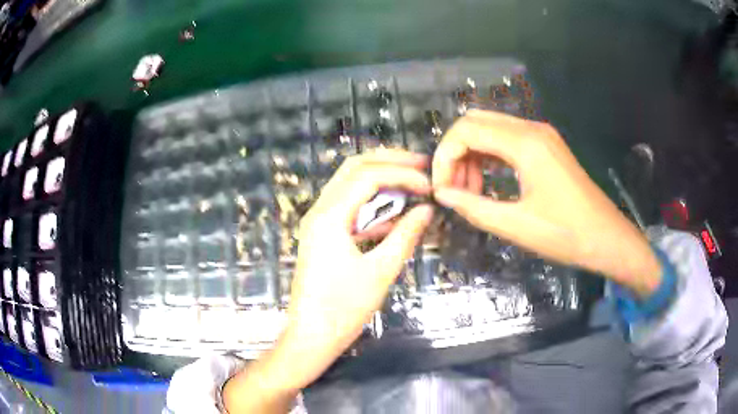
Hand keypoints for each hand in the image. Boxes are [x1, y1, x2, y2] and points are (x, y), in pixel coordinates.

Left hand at [224, 149, 432, 412]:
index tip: (430, 185)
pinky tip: (395, 214)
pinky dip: (372, 205)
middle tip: (421, 165)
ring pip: (350, 184)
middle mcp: (319, 210)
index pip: (368, 176)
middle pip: (354, 168)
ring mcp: (318, 222)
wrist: (311, 335)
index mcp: (329, 216)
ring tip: (412, 183)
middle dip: (389, 162)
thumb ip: (405, 235)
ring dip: (381, 180)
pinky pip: (349, 208)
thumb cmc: (343, 309)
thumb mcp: (380, 271)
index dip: (403, 174)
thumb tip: (427, 210)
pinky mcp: (322, 235)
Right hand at [432, 110, 660, 296]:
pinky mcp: (545, 146)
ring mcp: (540, 135)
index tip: (441, 189)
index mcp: (525, 143)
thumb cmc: (565, 234)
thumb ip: (474, 207)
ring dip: (472, 155)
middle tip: (453, 189)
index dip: (444, 157)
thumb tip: (442, 194)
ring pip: (490, 130)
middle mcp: (531, 129)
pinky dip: (489, 157)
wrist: (606, 237)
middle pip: (475, 122)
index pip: (466, 130)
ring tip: (469, 192)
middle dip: (455, 153)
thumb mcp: (516, 225)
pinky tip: (486, 182)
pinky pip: (506, 140)